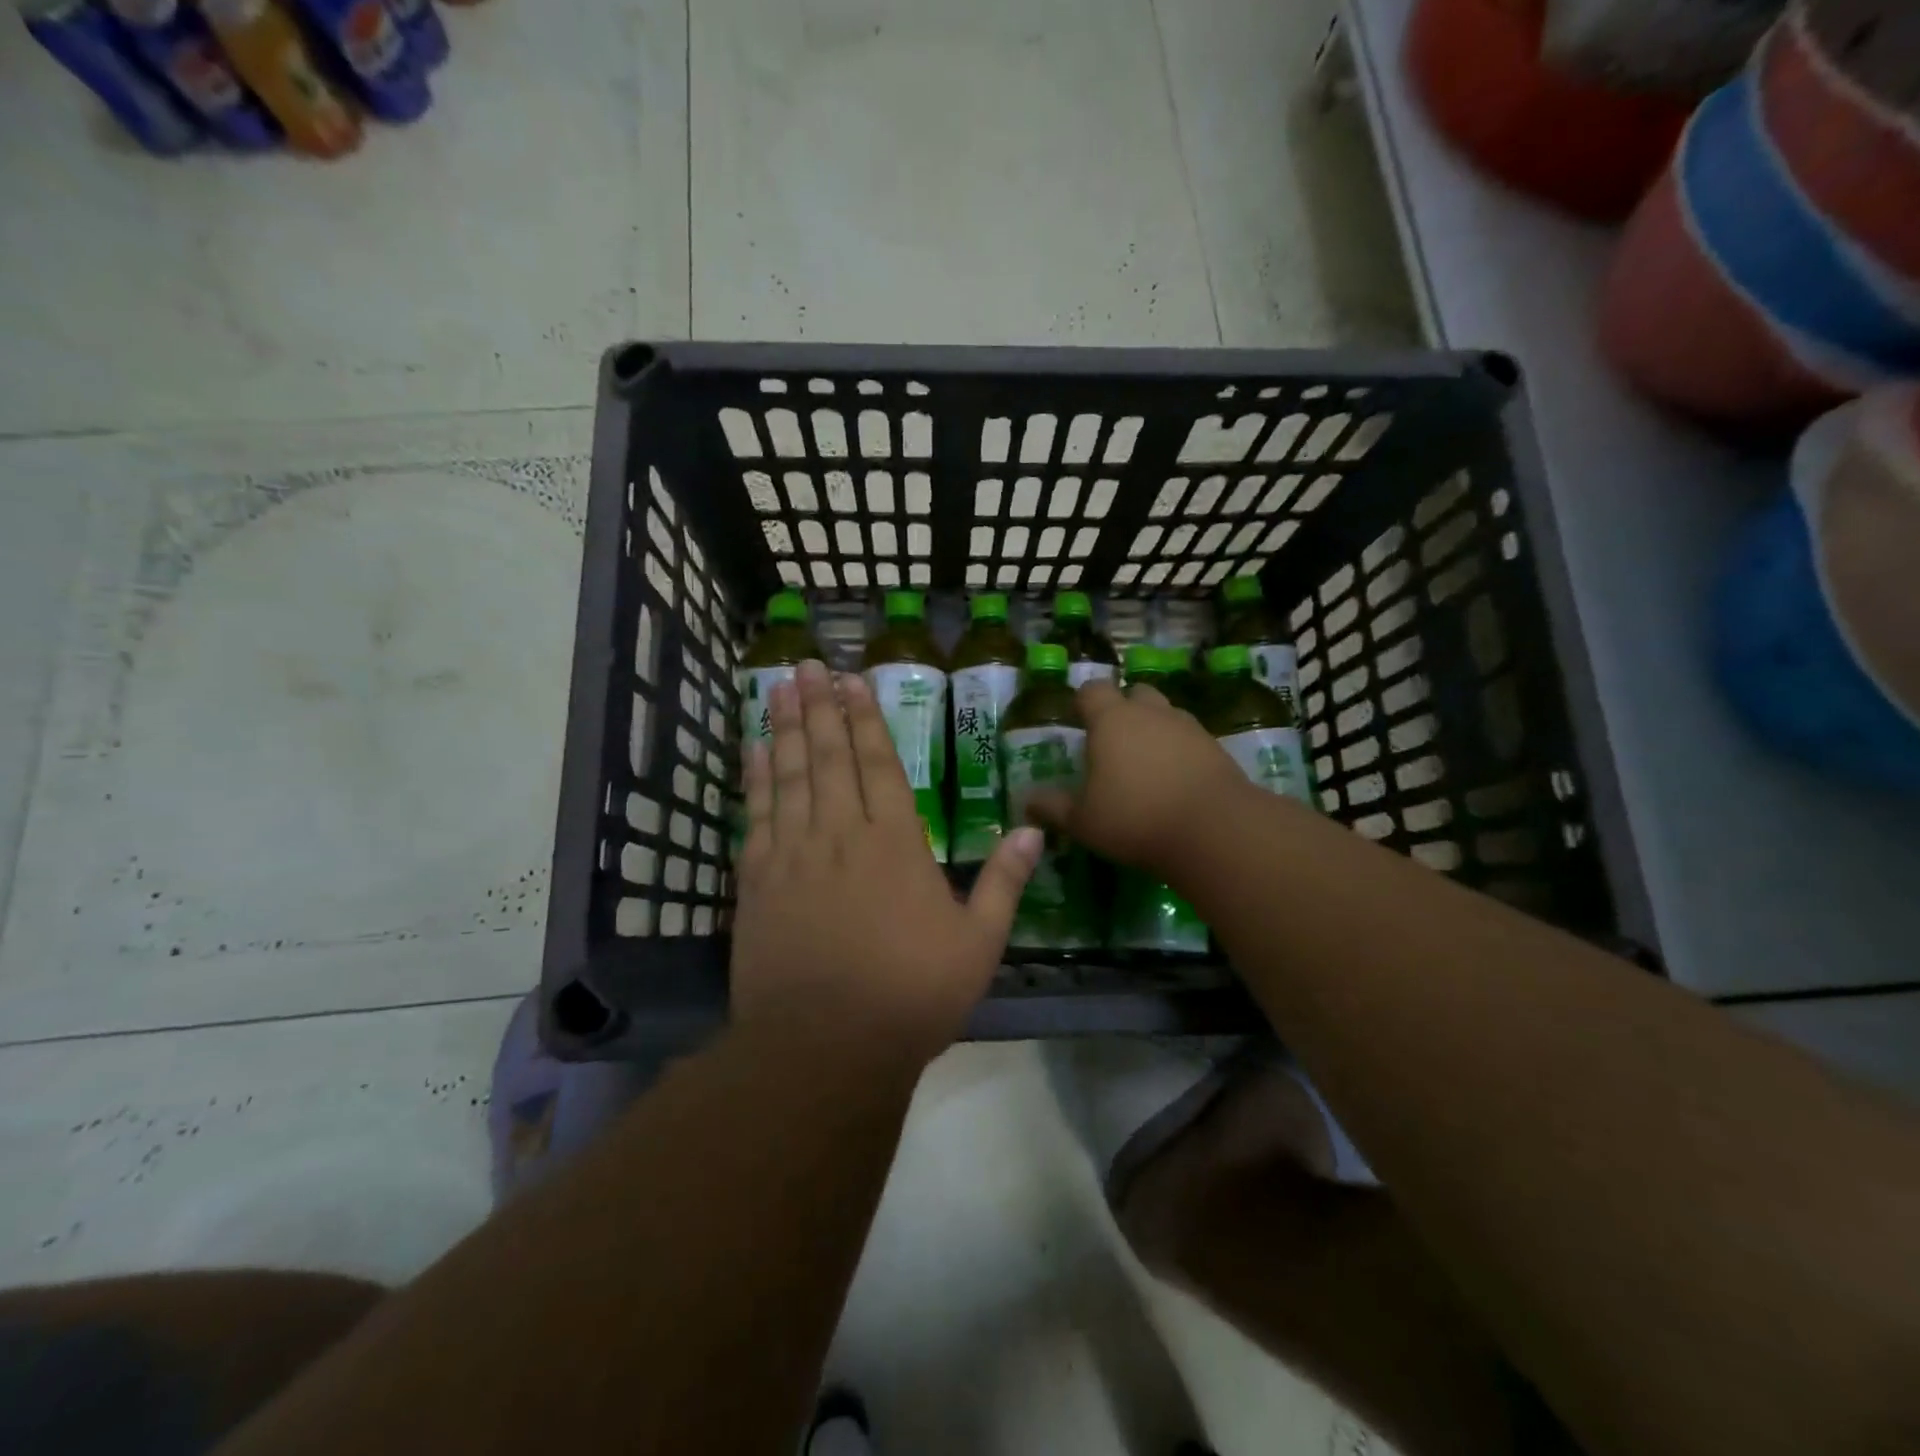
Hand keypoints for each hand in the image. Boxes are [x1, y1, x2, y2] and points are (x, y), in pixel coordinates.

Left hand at [731, 659, 1041, 1063]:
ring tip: (779, 686)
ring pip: (790, 775)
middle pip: (830, 757)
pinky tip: (754, 750)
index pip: (879, 764)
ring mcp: (794, 854)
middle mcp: (842, 834)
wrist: (825, 1046)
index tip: (852, 682)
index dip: (865, 719)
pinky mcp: (758, 881)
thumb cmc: (911, 995)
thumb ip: (1004, 881)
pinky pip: (756, 815)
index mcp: (895, 843)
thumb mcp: (978, 943)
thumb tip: (1031, 829)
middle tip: (807, 664)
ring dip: (786, 728)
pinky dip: (755, 778)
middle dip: (820, 707)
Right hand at [1024, 679, 1247, 877]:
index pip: (1091, 691)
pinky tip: (1174, 780)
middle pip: (1134, 693)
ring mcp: (1187, 726)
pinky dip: (1179, 750)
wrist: (1214, 829)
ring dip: (1153, 728)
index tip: (1076, 721)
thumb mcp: (1083, 820)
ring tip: (1144, 763)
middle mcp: (1150, 712)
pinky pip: (1189, 738)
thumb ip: (1053, 807)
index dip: (1081, 702)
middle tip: (1112, 742)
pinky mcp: (1216, 747)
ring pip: (1165, 713)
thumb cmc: (1134, 817)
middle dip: (1122, 709)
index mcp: (1111, 719)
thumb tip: (1026, 800)